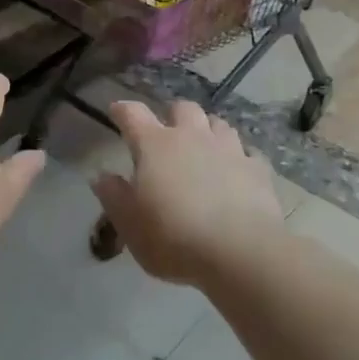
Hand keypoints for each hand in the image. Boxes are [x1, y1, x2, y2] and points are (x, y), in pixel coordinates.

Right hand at [91, 100, 284, 285]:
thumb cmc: (174, 238)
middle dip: (173, 115)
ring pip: (217, 124)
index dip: (122, 110)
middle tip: (167, 134)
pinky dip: (239, 159)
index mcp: (155, 145)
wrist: (241, 252)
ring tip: (204, 148)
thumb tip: (101, 176)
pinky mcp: (257, 169)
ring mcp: (228, 149)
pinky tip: (237, 172)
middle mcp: (191, 136)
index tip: (116, 111)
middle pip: (182, 108)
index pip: (133, 114)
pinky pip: (247, 154)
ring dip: (208, 131)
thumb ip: (113, 196)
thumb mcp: (130, 224)